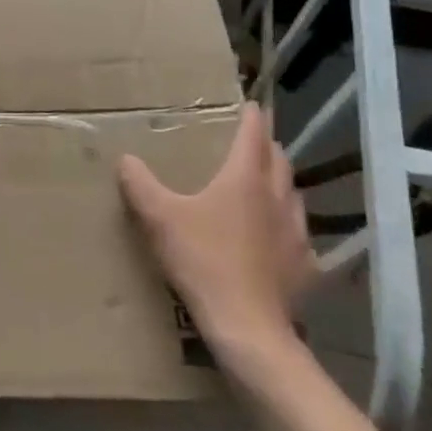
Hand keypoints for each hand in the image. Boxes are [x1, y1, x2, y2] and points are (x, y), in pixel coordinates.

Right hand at [118, 102, 317, 360]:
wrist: (247, 325)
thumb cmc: (203, 260)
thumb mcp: (159, 218)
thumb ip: (140, 184)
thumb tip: (126, 159)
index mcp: (245, 178)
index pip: (254, 134)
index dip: (251, 117)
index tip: (249, 105)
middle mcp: (277, 197)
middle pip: (278, 160)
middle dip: (265, 147)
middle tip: (248, 143)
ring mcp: (297, 232)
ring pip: (292, 195)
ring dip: (277, 184)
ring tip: (260, 187)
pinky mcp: (305, 265)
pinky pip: (298, 235)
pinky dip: (285, 227)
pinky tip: (273, 240)